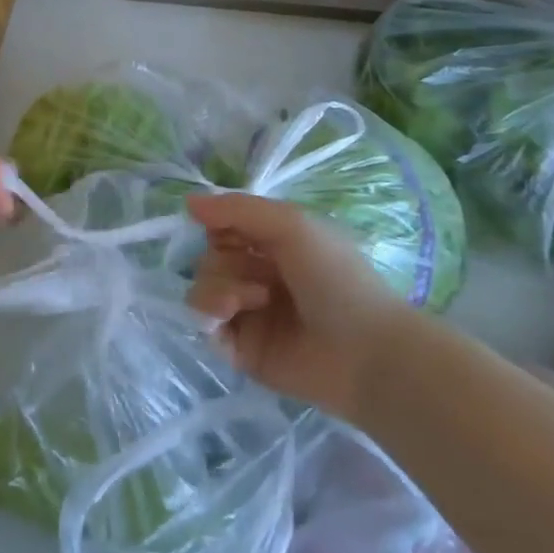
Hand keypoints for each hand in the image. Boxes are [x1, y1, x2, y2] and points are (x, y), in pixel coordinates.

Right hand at [186, 193, 403, 418]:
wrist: (365, 351)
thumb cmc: (336, 278)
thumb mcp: (291, 225)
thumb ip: (237, 209)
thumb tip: (188, 200)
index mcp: (273, 246)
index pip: (223, 228)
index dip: (218, 227)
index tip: (228, 232)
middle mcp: (257, 276)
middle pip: (208, 258)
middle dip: (224, 263)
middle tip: (259, 276)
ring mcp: (248, 314)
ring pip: (202, 289)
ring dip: (220, 288)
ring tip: (255, 300)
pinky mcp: (240, 349)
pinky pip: (204, 326)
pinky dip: (211, 316)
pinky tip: (234, 317)